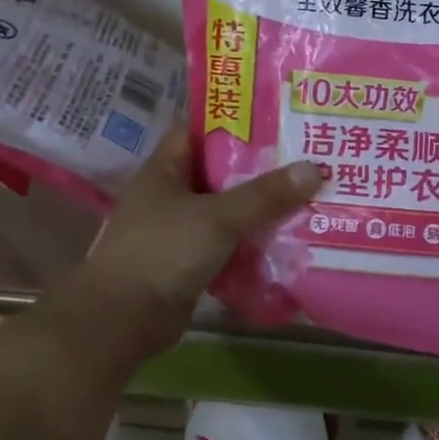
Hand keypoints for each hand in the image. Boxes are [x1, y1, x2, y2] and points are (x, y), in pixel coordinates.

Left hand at [70, 129, 321, 359]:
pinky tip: (287, 241)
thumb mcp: (218, 216)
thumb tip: (315, 169)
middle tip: (304, 160)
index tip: (274, 119)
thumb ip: (265, 195)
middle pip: (219, 172)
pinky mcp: (189, 264)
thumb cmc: (163, 252)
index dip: (232, 122)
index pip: (197, 131)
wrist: (123, 320)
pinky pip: (227, 245)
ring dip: (259, 209)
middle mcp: (170, 196)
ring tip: (306, 197)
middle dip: (258, 168)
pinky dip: (252, 244)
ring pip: (226, 211)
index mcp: (164, 171)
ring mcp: (178, 231)